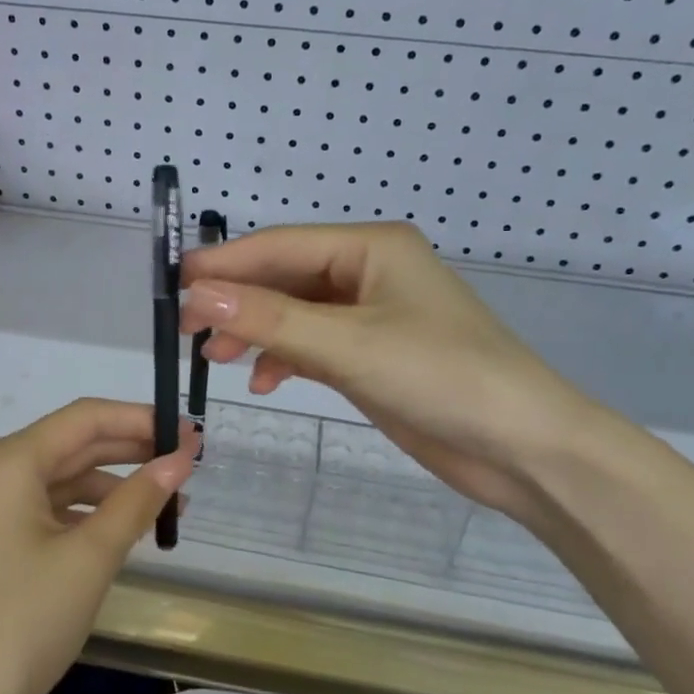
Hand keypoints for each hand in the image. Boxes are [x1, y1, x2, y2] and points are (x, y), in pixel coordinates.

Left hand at [0, 399, 196, 693]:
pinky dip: (84, 512)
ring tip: (165, 501)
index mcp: (7, 461)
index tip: (190, 432)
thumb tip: (181, 460)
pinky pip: (43, 507)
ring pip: (59, 477)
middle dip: (131, 450)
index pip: (85, 418)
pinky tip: (121, 526)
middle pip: (71, 444)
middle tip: (188, 461)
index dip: (141, 420)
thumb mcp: (90, 557)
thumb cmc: (24, 622)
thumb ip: (137, 500)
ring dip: (111, 484)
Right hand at [182, 222, 604, 521]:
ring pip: (294, 313)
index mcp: (370, 247)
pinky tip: (264, 380)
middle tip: (186, 330)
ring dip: (255, 331)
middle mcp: (368, 272)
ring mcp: (370, 315)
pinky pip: (312, 344)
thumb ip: (270, 319)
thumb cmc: (442, 377)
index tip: (172, 285)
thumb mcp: (349, 345)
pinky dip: (284, 358)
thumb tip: (196, 294)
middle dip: (236, 301)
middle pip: (284, 277)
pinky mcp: (371, 355)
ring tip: (216, 357)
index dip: (224, 264)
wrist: (521, 447)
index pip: (279, 246)